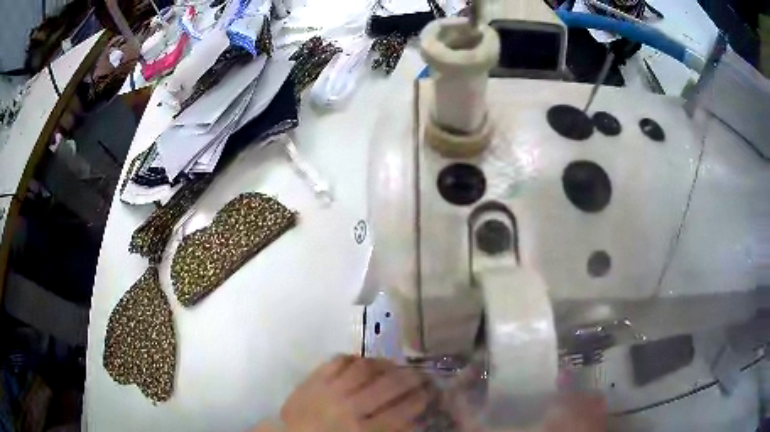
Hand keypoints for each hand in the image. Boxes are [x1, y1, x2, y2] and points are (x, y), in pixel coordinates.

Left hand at [279, 355, 433, 431]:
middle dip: (409, 379)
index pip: (400, 412)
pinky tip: (362, 362)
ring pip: (364, 368)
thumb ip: (388, 431)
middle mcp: (349, 407)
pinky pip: (338, 360)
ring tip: (392, 365)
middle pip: (387, 386)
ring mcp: (330, 389)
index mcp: (361, 429)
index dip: (418, 400)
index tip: (427, 393)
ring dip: (383, 365)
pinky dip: (353, 358)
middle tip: (418, 375)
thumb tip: (413, 421)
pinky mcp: (314, 378)